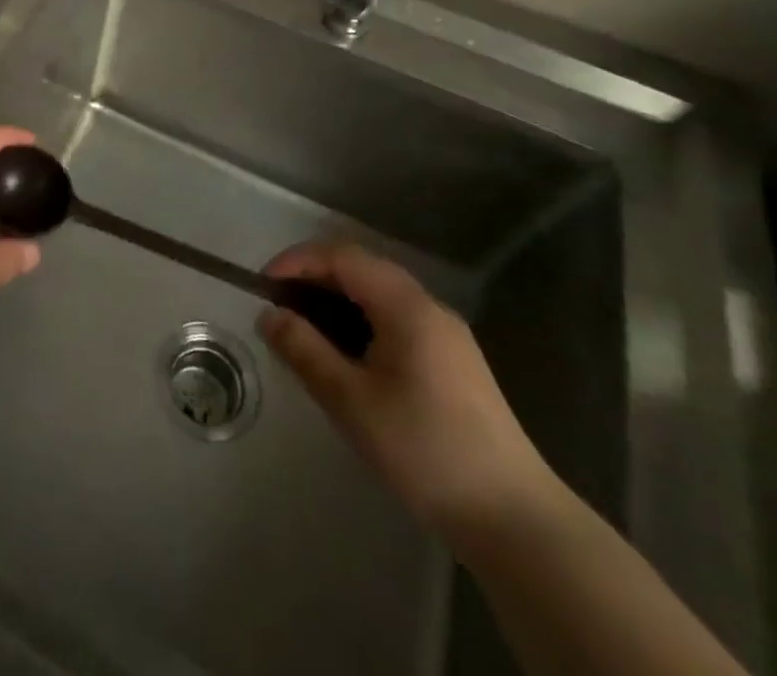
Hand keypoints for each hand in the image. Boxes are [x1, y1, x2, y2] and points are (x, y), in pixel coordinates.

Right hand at [259, 242, 556, 543]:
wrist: (513, 519)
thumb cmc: (424, 449)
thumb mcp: (350, 400)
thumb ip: (304, 350)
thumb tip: (269, 315)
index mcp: (406, 305)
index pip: (342, 256)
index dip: (298, 262)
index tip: (263, 287)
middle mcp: (428, 307)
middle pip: (361, 270)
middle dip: (314, 280)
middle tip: (279, 309)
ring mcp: (446, 335)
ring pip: (378, 297)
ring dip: (336, 303)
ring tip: (304, 334)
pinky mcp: (453, 363)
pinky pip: (395, 321)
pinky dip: (360, 324)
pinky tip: (346, 360)